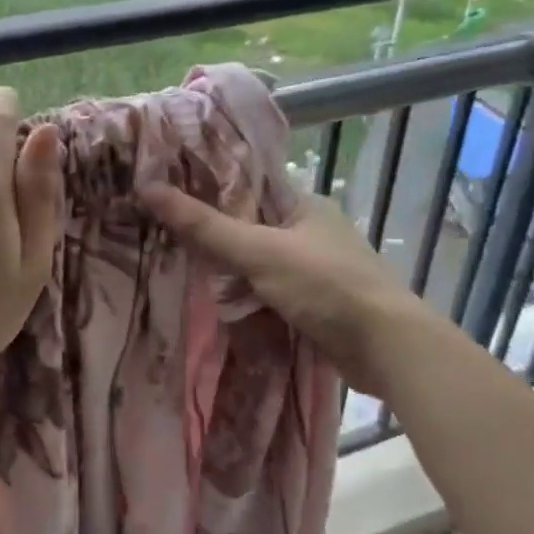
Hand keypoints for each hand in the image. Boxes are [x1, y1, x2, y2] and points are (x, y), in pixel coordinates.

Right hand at [138, 184, 424, 397]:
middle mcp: (308, 231)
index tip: (163, 191)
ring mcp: (312, 269)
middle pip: (247, 226)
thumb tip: (148, 189)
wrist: (386, 347)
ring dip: (226, 272)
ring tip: (176, 269)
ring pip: (255, 263)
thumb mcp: (259, 251)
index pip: (245, 186)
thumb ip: (205, 226)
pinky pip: (266, 293)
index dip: (206, 187)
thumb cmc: (325, 285)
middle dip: (211, 236)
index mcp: (302, 204)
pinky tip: (215, 304)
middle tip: (160, 234)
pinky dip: (245, 298)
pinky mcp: (312, 303)